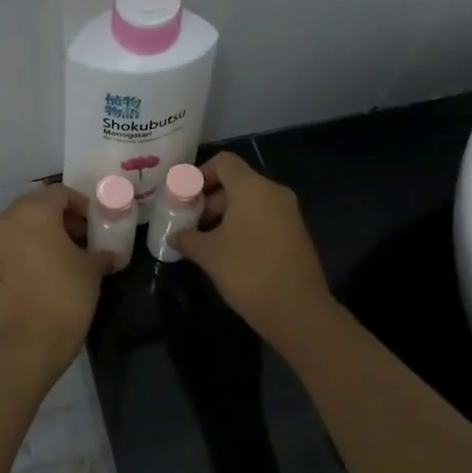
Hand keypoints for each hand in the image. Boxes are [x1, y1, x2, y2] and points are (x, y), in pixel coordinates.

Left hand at [0, 184, 113, 371]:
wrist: (26, 343)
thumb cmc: (64, 296)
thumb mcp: (92, 270)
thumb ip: (101, 253)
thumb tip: (109, 254)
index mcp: (33, 212)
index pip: (60, 193)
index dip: (83, 205)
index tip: (97, 225)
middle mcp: (7, 221)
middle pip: (38, 206)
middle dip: (62, 218)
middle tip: (83, 239)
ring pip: (22, 228)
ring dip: (44, 235)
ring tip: (67, 259)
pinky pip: (12, 249)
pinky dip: (29, 253)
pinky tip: (47, 276)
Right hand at [170, 152, 334, 346]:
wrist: (297, 310)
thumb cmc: (247, 271)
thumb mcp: (209, 254)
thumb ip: (187, 238)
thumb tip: (174, 235)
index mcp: (253, 188)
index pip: (224, 162)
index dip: (199, 174)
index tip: (184, 198)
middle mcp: (274, 193)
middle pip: (236, 182)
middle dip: (209, 199)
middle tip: (189, 223)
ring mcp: (288, 214)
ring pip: (250, 202)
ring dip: (225, 216)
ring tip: (204, 241)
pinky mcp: (295, 234)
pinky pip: (263, 218)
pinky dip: (243, 226)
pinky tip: (228, 253)